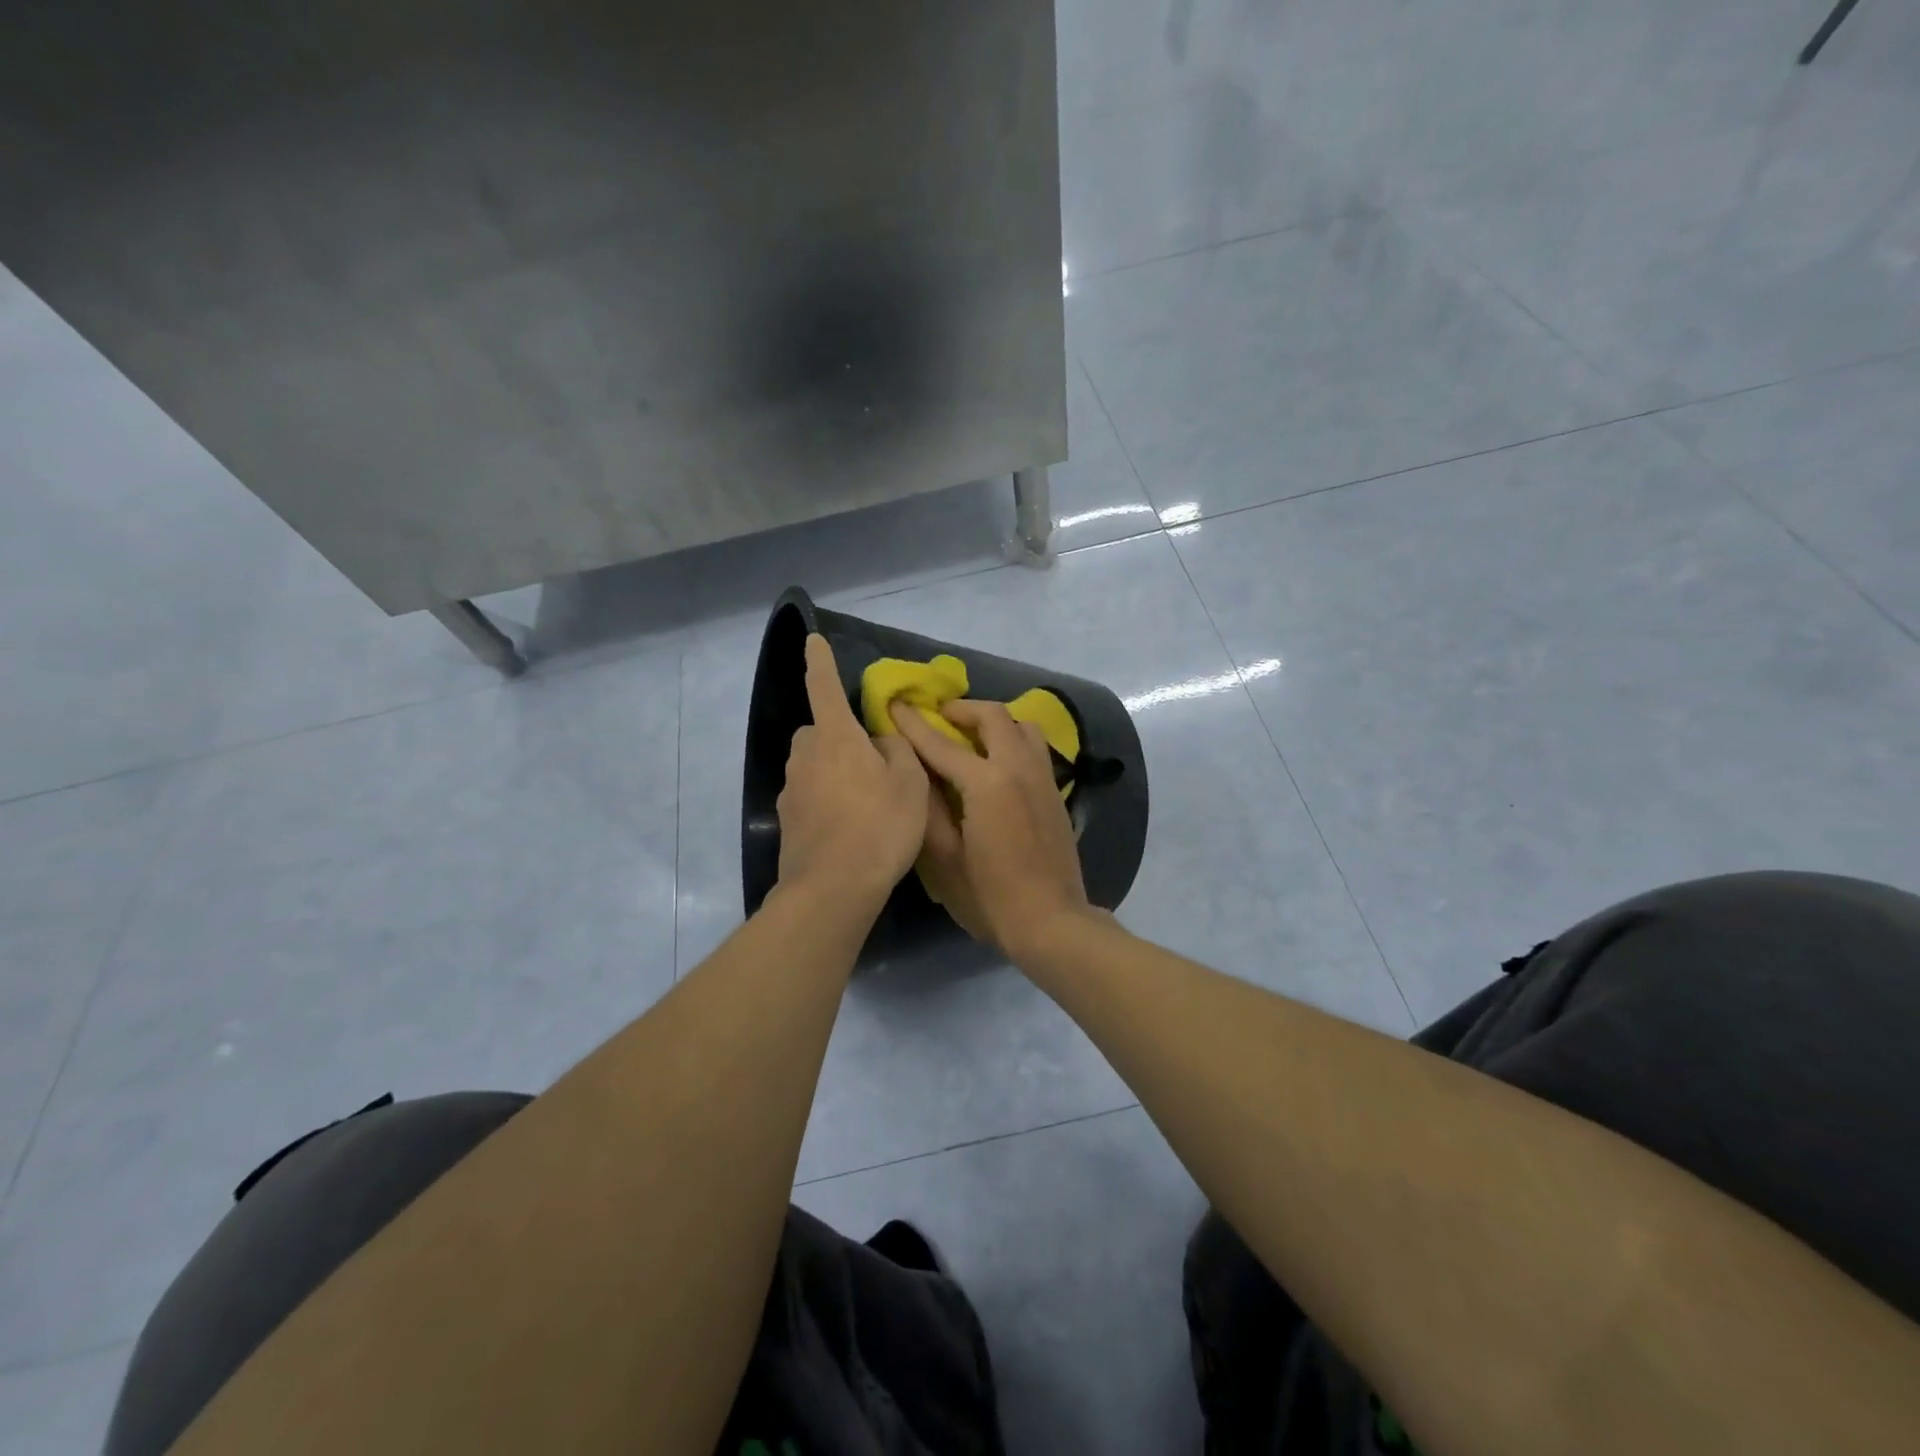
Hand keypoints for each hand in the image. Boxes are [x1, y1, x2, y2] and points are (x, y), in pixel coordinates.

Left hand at [776, 635, 929, 906]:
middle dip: (839, 736)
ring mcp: (792, 790)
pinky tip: (849, 827)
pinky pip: (810, 796)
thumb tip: (880, 742)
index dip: (820, 661)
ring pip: (814, 765)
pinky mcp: (787, 821)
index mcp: (836, 738)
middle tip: (872, 761)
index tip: (812, 639)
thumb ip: (897, 751)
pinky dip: (827, 801)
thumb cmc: (880, 826)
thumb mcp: (909, 783)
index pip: (824, 687)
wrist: (833, 889)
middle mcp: (806, 756)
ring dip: (834, 770)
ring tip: (866, 800)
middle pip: (820, 731)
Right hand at [890, 698, 1094, 958]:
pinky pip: (1034, 747)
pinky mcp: (1055, 792)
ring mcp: (1043, 778)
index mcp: (987, 783)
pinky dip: (1012, 740)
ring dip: (994, 722)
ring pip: (1022, 726)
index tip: (895, 704)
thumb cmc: (990, 897)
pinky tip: (997, 763)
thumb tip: (914, 771)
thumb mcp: (944, 860)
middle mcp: (1019, 768)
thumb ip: (928, 809)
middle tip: (940, 717)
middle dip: (963, 710)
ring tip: (972, 736)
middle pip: (993, 717)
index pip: (942, 743)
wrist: (1051, 922)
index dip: (914, 723)